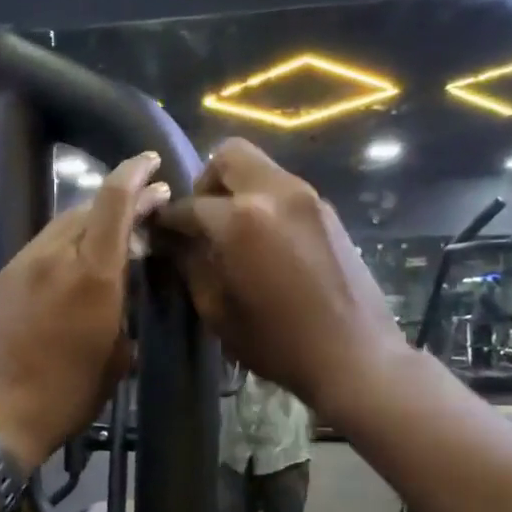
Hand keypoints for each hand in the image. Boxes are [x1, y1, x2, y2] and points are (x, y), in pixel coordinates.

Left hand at [0, 153, 169, 466]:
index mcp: (92, 275)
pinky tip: (68, 268)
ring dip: (87, 225)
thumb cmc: (64, 396)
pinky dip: (61, 247)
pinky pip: (38, 250)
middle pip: (87, 208)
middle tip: (141, 210)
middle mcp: (54, 257)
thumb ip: (123, 315)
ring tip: (107, 240)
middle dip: (118, 202)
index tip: (151, 163)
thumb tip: (124, 296)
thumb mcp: (114, 361)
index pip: (114, 201)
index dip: (134, 174)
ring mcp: (21, 265)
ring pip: (59, 227)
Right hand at [151, 139, 402, 419]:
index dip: (167, 220)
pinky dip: (263, 202)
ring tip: (230, 233)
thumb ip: (190, 264)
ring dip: (237, 190)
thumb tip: (172, 241)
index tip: (158, 233)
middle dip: (205, 183)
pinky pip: (283, 189)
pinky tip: (261, 242)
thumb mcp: (217, 309)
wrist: (353, 355)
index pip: (189, 204)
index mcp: (241, 218)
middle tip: (201, 221)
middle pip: (229, 156)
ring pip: (260, 168)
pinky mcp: (327, 210)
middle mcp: (275, 192)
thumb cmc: (276, 342)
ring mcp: (307, 197)